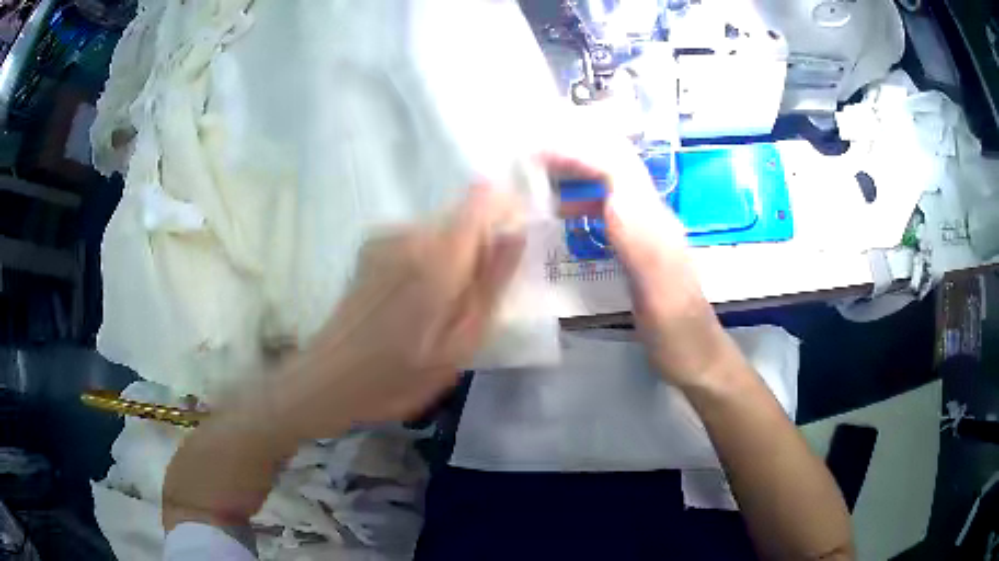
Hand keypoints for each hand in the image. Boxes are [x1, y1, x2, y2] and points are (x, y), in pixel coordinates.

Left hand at [275, 185, 525, 437]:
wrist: (329, 380)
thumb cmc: (399, 375)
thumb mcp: (460, 343)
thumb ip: (491, 285)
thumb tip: (515, 235)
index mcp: (438, 257)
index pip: (481, 200)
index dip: (504, 210)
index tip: (511, 245)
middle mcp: (409, 235)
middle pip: (461, 219)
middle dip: (478, 249)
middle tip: (472, 302)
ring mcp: (384, 240)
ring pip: (439, 233)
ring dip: (451, 260)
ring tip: (437, 311)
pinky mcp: (369, 250)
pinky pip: (415, 243)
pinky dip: (426, 263)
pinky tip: (410, 303)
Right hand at [542, 142, 733, 388]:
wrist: (694, 355)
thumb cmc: (676, 331)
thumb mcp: (661, 293)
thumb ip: (643, 244)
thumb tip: (613, 196)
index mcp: (654, 222)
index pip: (616, 166)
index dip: (578, 151)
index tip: (536, 151)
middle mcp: (651, 216)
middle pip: (615, 164)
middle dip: (576, 150)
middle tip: (532, 152)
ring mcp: (646, 230)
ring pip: (611, 183)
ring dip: (578, 169)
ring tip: (541, 171)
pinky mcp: (639, 247)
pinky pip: (608, 208)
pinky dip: (582, 199)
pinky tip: (561, 212)